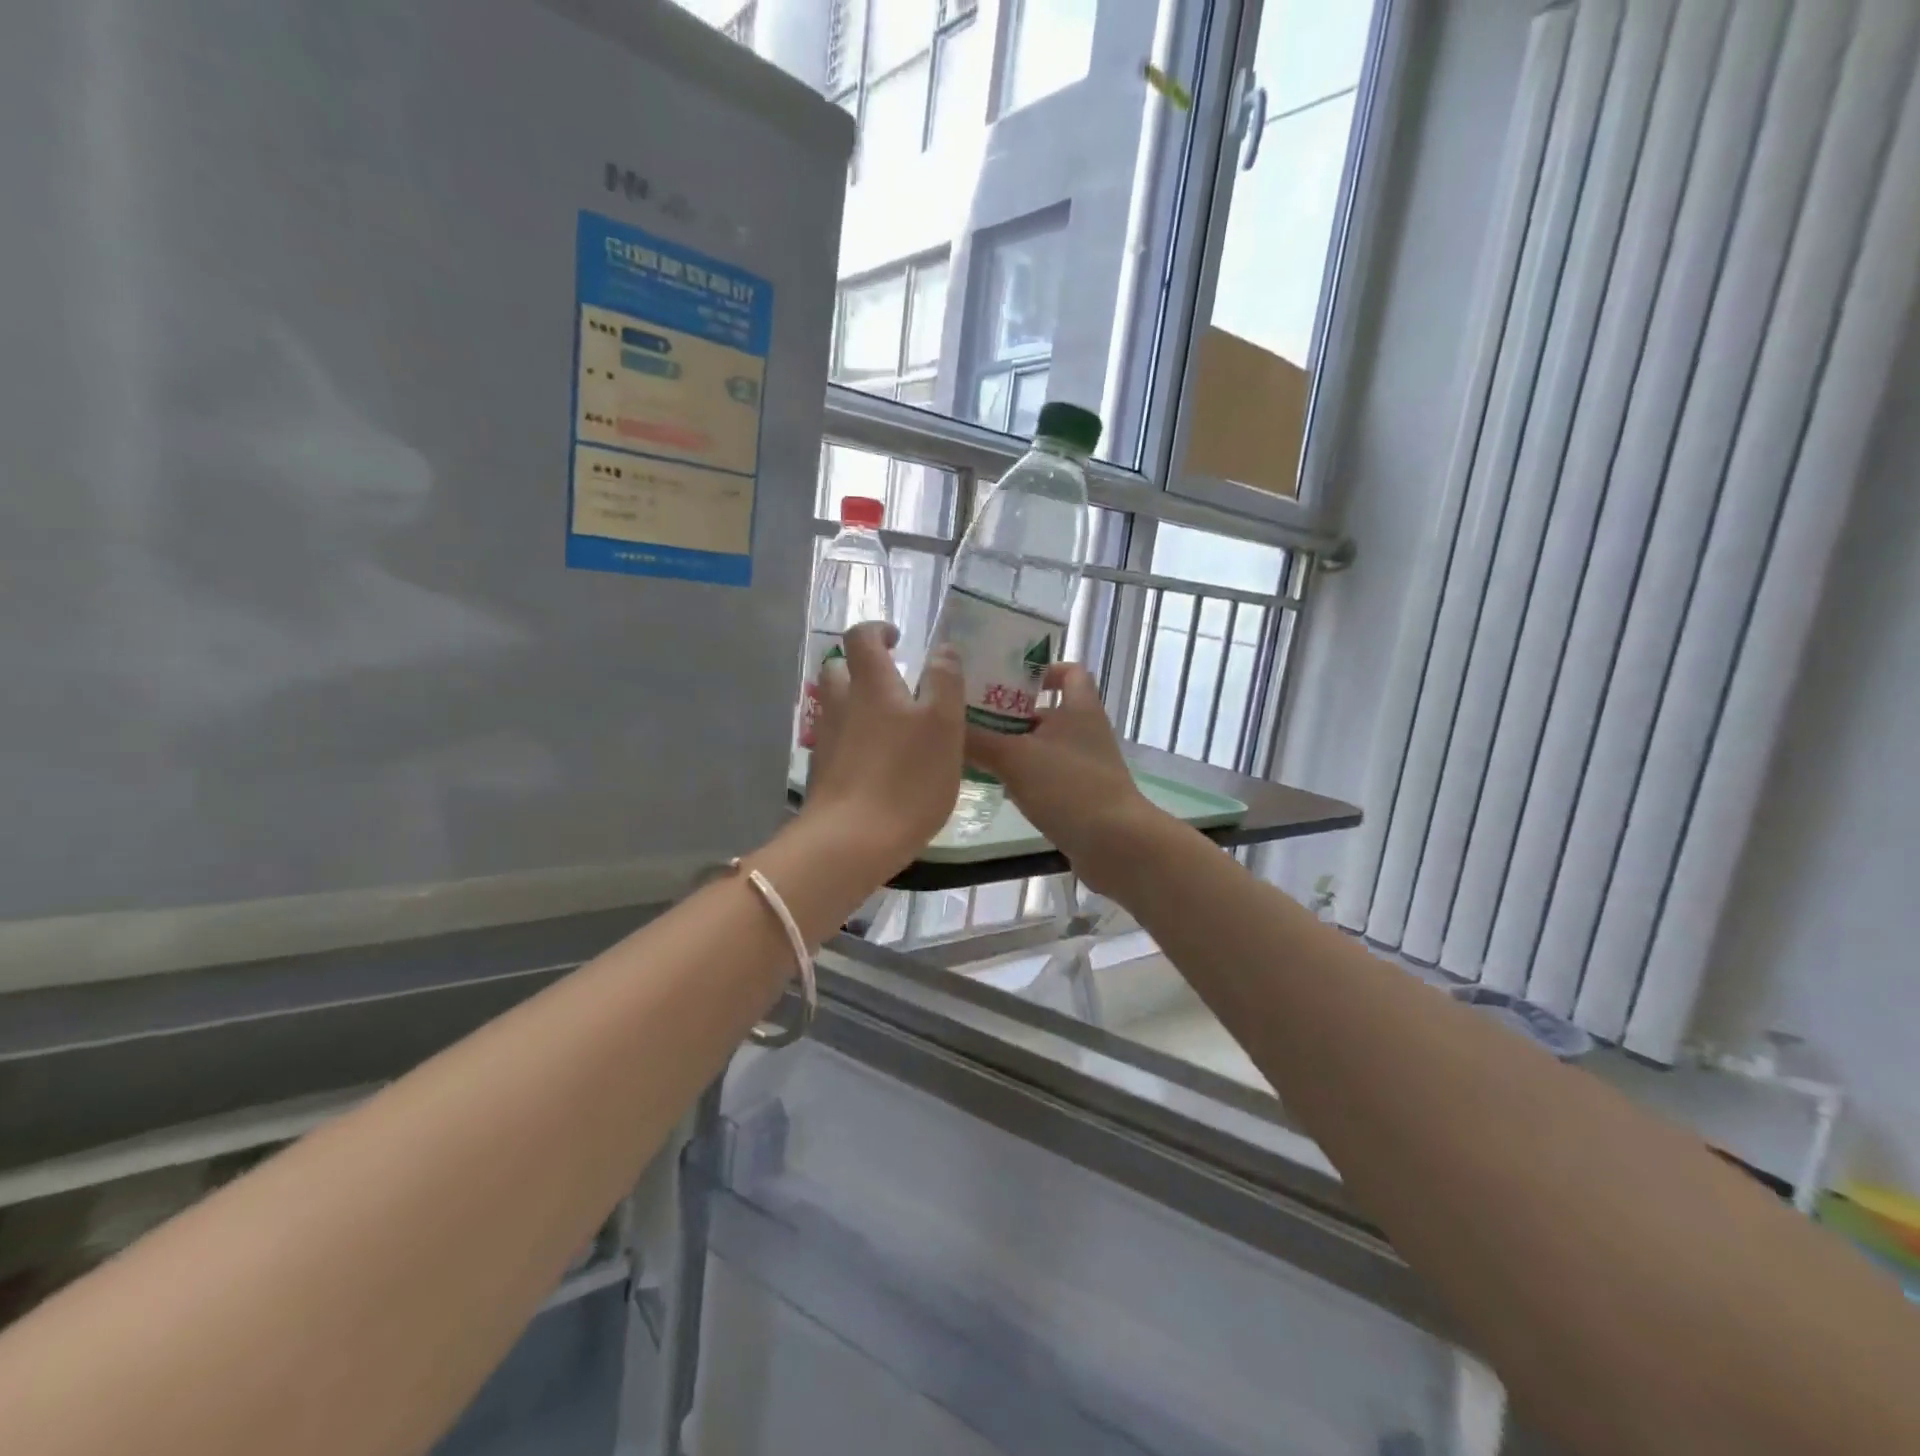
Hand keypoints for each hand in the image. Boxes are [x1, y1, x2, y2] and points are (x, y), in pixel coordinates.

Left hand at [804, 621, 965, 877]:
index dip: (877, 630)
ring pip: (836, 708)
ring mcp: (826, 741)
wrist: (852, 842)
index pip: (861, 637)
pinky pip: (836, 742)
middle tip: (894, 685)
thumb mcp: (944, 726)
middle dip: (862, 669)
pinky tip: (877, 766)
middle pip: (839, 671)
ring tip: (892, 729)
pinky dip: (854, 742)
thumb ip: (945, 682)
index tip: (897, 640)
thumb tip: (942, 650)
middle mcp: (840, 705)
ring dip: (858, 706)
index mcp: (871, 686)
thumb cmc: (907, 779)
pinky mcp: (821, 773)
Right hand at [964, 662, 1162, 892]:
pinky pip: (1046, 776)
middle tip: (972, 714)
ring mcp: (1084, 766)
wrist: (1115, 845)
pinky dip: (1023, 777)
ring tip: (973, 749)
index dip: (1041, 670)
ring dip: (1013, 746)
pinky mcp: (1079, 796)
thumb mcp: (1014, 758)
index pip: (1069, 672)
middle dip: (1011, 712)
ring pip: (1043, 746)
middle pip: (1046, 711)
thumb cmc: (1069, 787)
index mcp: (1079, 708)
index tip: (1007, 677)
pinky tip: (995, 785)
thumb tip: (944, 725)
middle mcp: (1085, 732)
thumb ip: (977, 740)